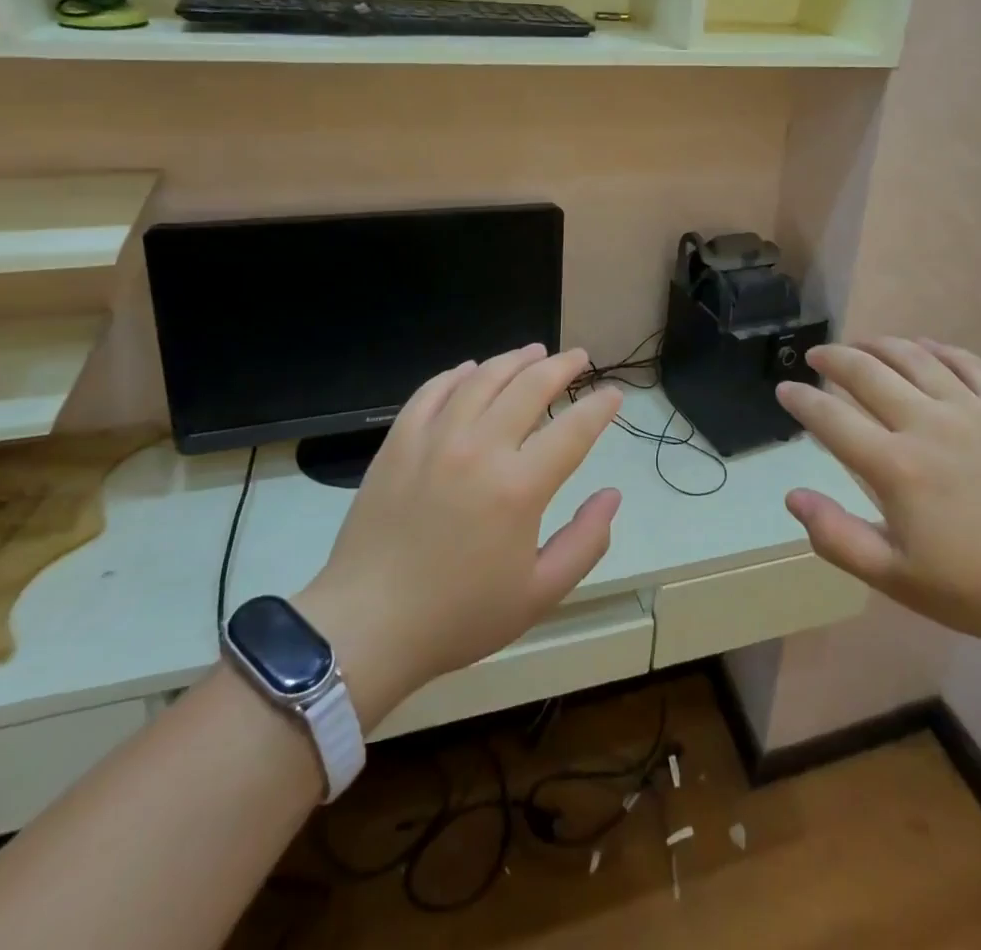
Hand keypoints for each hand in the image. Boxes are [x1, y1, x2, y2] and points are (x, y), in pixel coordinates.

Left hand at [293, 345, 621, 728]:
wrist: (366, 627)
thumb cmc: (459, 616)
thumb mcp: (539, 594)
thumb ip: (585, 542)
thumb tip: (611, 495)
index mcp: (518, 487)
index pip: (573, 430)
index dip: (599, 407)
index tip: (614, 394)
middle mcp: (479, 449)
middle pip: (530, 387)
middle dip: (562, 366)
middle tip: (579, 357)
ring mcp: (434, 440)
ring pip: (482, 378)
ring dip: (514, 359)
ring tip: (534, 352)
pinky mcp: (398, 442)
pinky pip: (432, 391)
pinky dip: (457, 374)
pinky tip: (470, 370)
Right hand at [776, 338, 980, 659]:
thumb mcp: (900, 580)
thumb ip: (838, 537)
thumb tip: (793, 496)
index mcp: (896, 466)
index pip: (831, 419)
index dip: (802, 399)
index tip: (784, 388)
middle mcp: (927, 423)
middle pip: (867, 373)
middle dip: (833, 359)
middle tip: (816, 356)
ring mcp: (972, 409)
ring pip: (913, 357)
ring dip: (879, 344)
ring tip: (860, 344)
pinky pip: (966, 362)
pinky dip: (937, 348)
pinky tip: (925, 347)